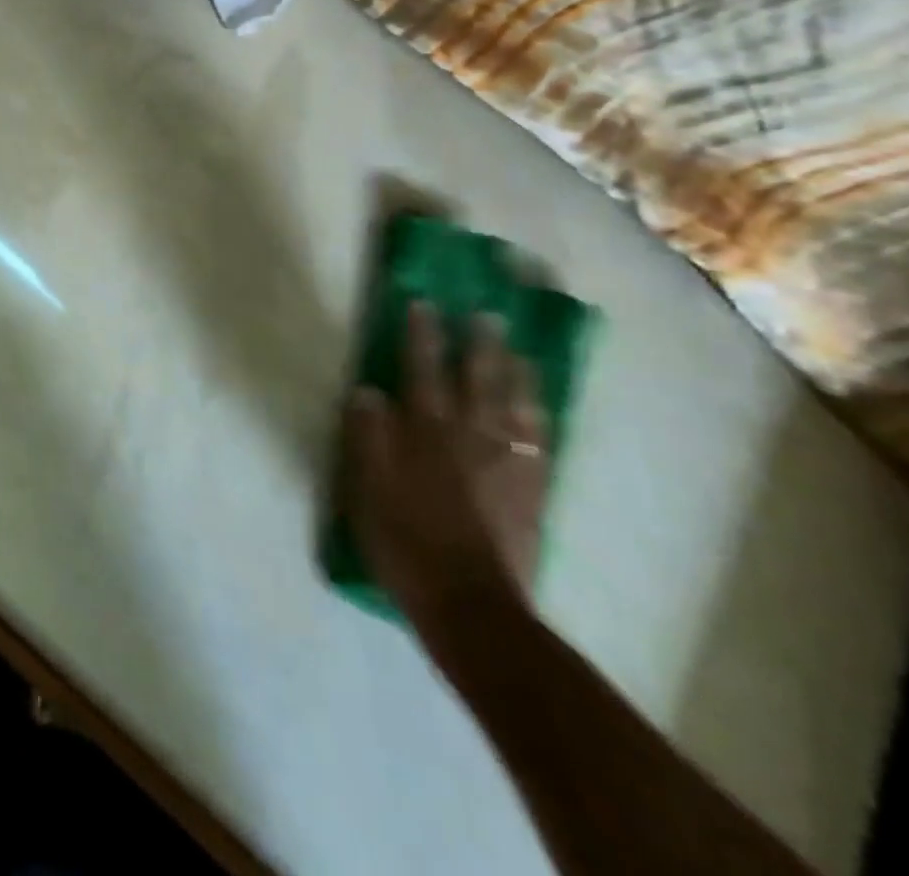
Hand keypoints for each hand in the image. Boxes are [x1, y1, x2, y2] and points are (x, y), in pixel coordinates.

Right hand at [345, 302, 548, 637]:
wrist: (469, 603)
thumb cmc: (405, 539)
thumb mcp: (366, 486)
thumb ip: (368, 435)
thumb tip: (368, 391)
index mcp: (427, 432)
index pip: (422, 371)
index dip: (421, 336)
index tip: (423, 304)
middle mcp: (471, 437)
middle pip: (478, 381)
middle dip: (479, 345)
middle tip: (486, 316)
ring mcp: (507, 464)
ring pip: (517, 407)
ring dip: (517, 375)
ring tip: (520, 352)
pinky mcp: (531, 492)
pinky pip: (541, 445)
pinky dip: (541, 420)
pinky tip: (541, 410)